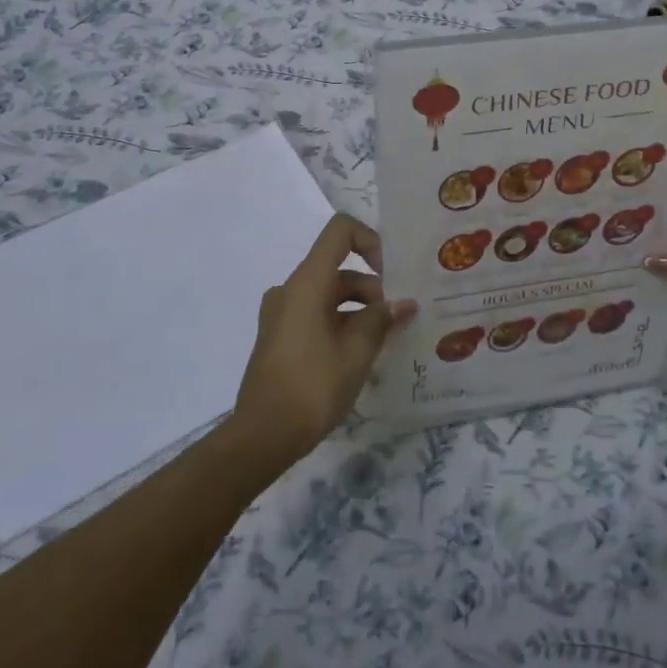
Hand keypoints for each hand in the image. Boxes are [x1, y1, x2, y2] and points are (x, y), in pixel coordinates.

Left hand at [232, 214, 416, 466]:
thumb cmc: (313, 386)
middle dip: (373, 287)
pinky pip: (316, 314)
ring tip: (387, 338)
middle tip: (400, 318)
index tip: (392, 274)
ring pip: (329, 294)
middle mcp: (291, 289)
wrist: (263, 435)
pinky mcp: (280, 335)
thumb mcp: (357, 352)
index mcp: (307, 283)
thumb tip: (403, 304)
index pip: (340, 231)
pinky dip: (341, 322)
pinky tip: (362, 352)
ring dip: (360, 308)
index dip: (371, 241)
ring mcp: (281, 313)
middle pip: (338, 268)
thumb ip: (381, 320)